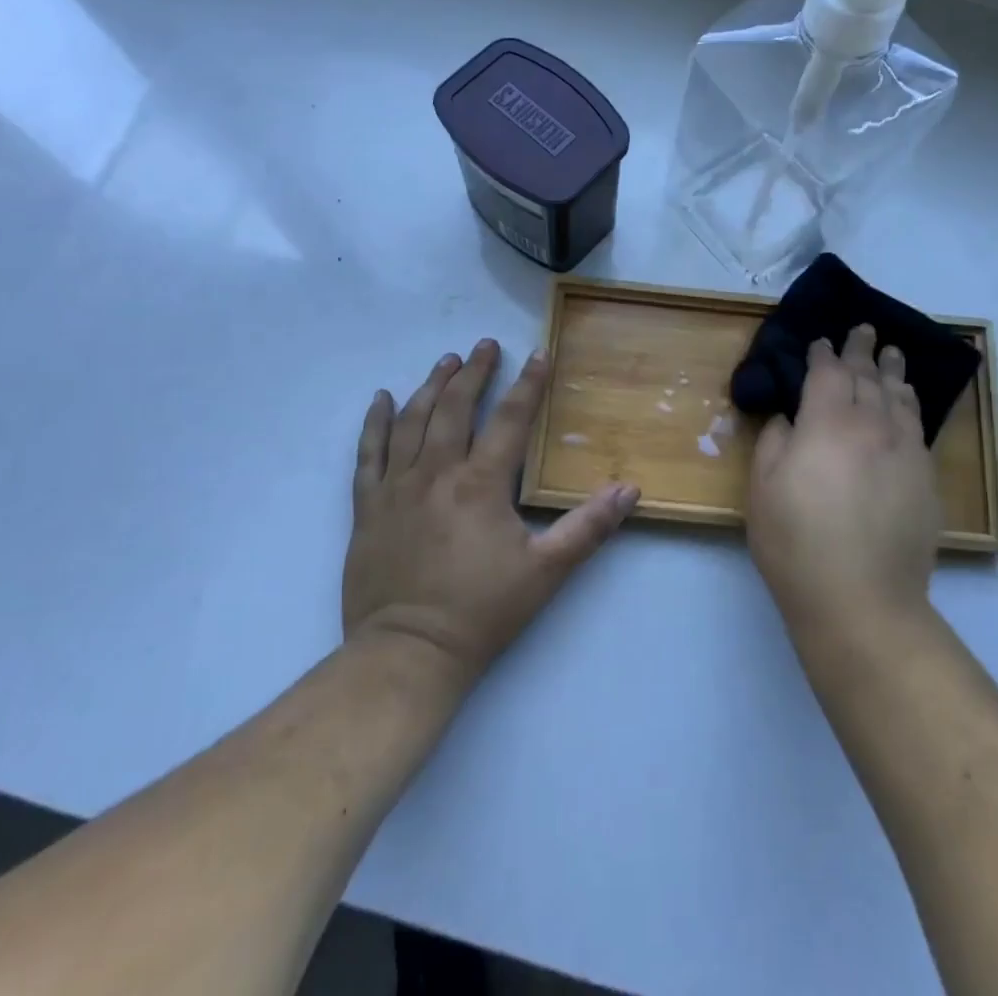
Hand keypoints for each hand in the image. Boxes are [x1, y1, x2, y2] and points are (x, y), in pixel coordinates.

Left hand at [344, 339, 639, 686]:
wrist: (408, 653)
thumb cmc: (482, 611)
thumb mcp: (546, 571)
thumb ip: (588, 527)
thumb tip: (629, 489)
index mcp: (481, 484)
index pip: (510, 420)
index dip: (527, 384)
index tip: (538, 353)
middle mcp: (436, 473)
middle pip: (456, 408)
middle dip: (473, 372)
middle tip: (484, 345)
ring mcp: (396, 487)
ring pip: (413, 421)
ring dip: (431, 386)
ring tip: (445, 360)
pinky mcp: (368, 507)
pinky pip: (368, 453)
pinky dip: (375, 423)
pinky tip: (381, 399)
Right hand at [748, 325, 940, 634]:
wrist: (861, 599)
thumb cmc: (797, 542)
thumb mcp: (763, 487)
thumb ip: (775, 441)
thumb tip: (790, 418)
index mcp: (828, 423)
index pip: (828, 373)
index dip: (823, 354)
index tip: (820, 342)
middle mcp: (872, 426)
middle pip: (868, 377)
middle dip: (862, 350)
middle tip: (863, 330)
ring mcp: (905, 452)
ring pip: (900, 398)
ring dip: (894, 371)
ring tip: (893, 353)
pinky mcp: (926, 480)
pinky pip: (918, 428)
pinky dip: (911, 406)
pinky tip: (908, 404)